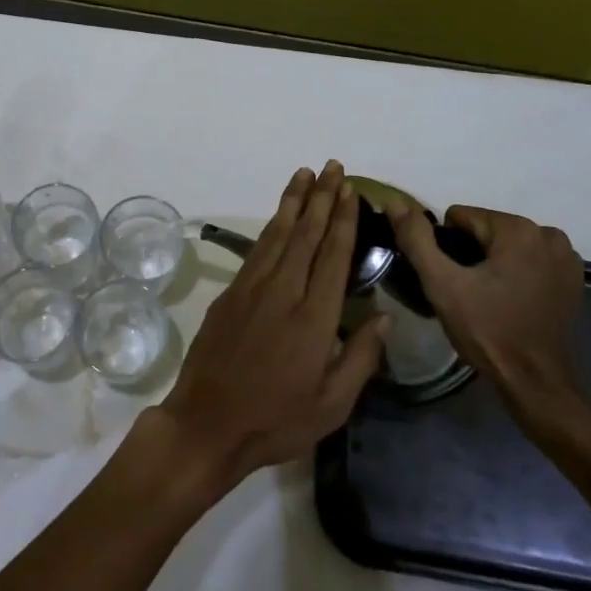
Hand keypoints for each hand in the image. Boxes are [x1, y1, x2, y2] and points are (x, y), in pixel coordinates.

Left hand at [151, 161, 387, 494]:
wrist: (208, 423)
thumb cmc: (276, 420)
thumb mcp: (332, 404)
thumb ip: (360, 357)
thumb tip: (382, 316)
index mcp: (313, 317)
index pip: (332, 256)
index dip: (342, 220)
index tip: (350, 191)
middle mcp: (283, 291)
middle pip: (305, 234)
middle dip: (321, 197)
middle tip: (332, 167)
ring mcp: (252, 288)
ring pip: (277, 233)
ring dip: (293, 201)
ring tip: (305, 174)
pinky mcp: (230, 292)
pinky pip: (257, 249)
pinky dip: (271, 226)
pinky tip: (278, 215)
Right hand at [386, 200, 584, 412]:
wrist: (536, 383)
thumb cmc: (487, 331)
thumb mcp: (441, 284)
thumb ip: (417, 239)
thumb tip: (396, 203)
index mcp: (517, 229)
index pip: (461, 218)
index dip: (447, 247)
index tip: (452, 279)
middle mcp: (547, 234)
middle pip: (487, 230)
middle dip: (472, 254)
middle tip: (468, 292)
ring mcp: (566, 257)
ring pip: (508, 245)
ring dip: (495, 263)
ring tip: (489, 298)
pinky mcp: (573, 279)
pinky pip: (530, 261)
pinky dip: (518, 273)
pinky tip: (512, 301)